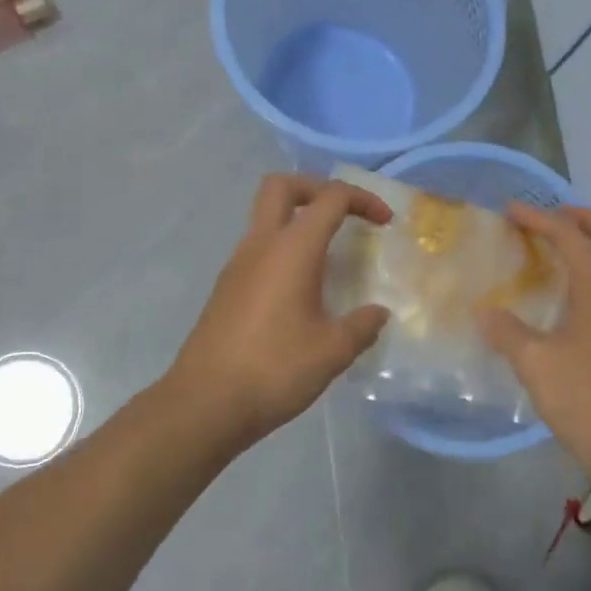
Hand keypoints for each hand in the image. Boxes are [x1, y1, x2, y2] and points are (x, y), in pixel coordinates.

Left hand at [167, 174, 391, 448]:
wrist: (205, 404)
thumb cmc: (275, 369)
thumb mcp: (333, 351)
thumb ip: (362, 325)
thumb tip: (378, 313)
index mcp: (292, 249)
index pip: (331, 198)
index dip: (363, 200)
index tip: (385, 223)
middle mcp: (261, 245)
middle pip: (282, 186)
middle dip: (318, 188)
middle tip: (344, 215)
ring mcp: (237, 265)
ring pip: (265, 217)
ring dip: (298, 221)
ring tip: (329, 257)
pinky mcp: (226, 288)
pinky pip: (258, 249)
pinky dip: (284, 250)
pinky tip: (301, 290)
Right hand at [478, 204, 590, 482]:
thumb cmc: (587, 397)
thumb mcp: (536, 363)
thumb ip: (508, 332)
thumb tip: (485, 312)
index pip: (570, 234)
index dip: (538, 218)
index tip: (510, 210)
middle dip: (585, 219)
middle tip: (552, 223)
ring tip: (555, 253)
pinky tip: (567, 295)